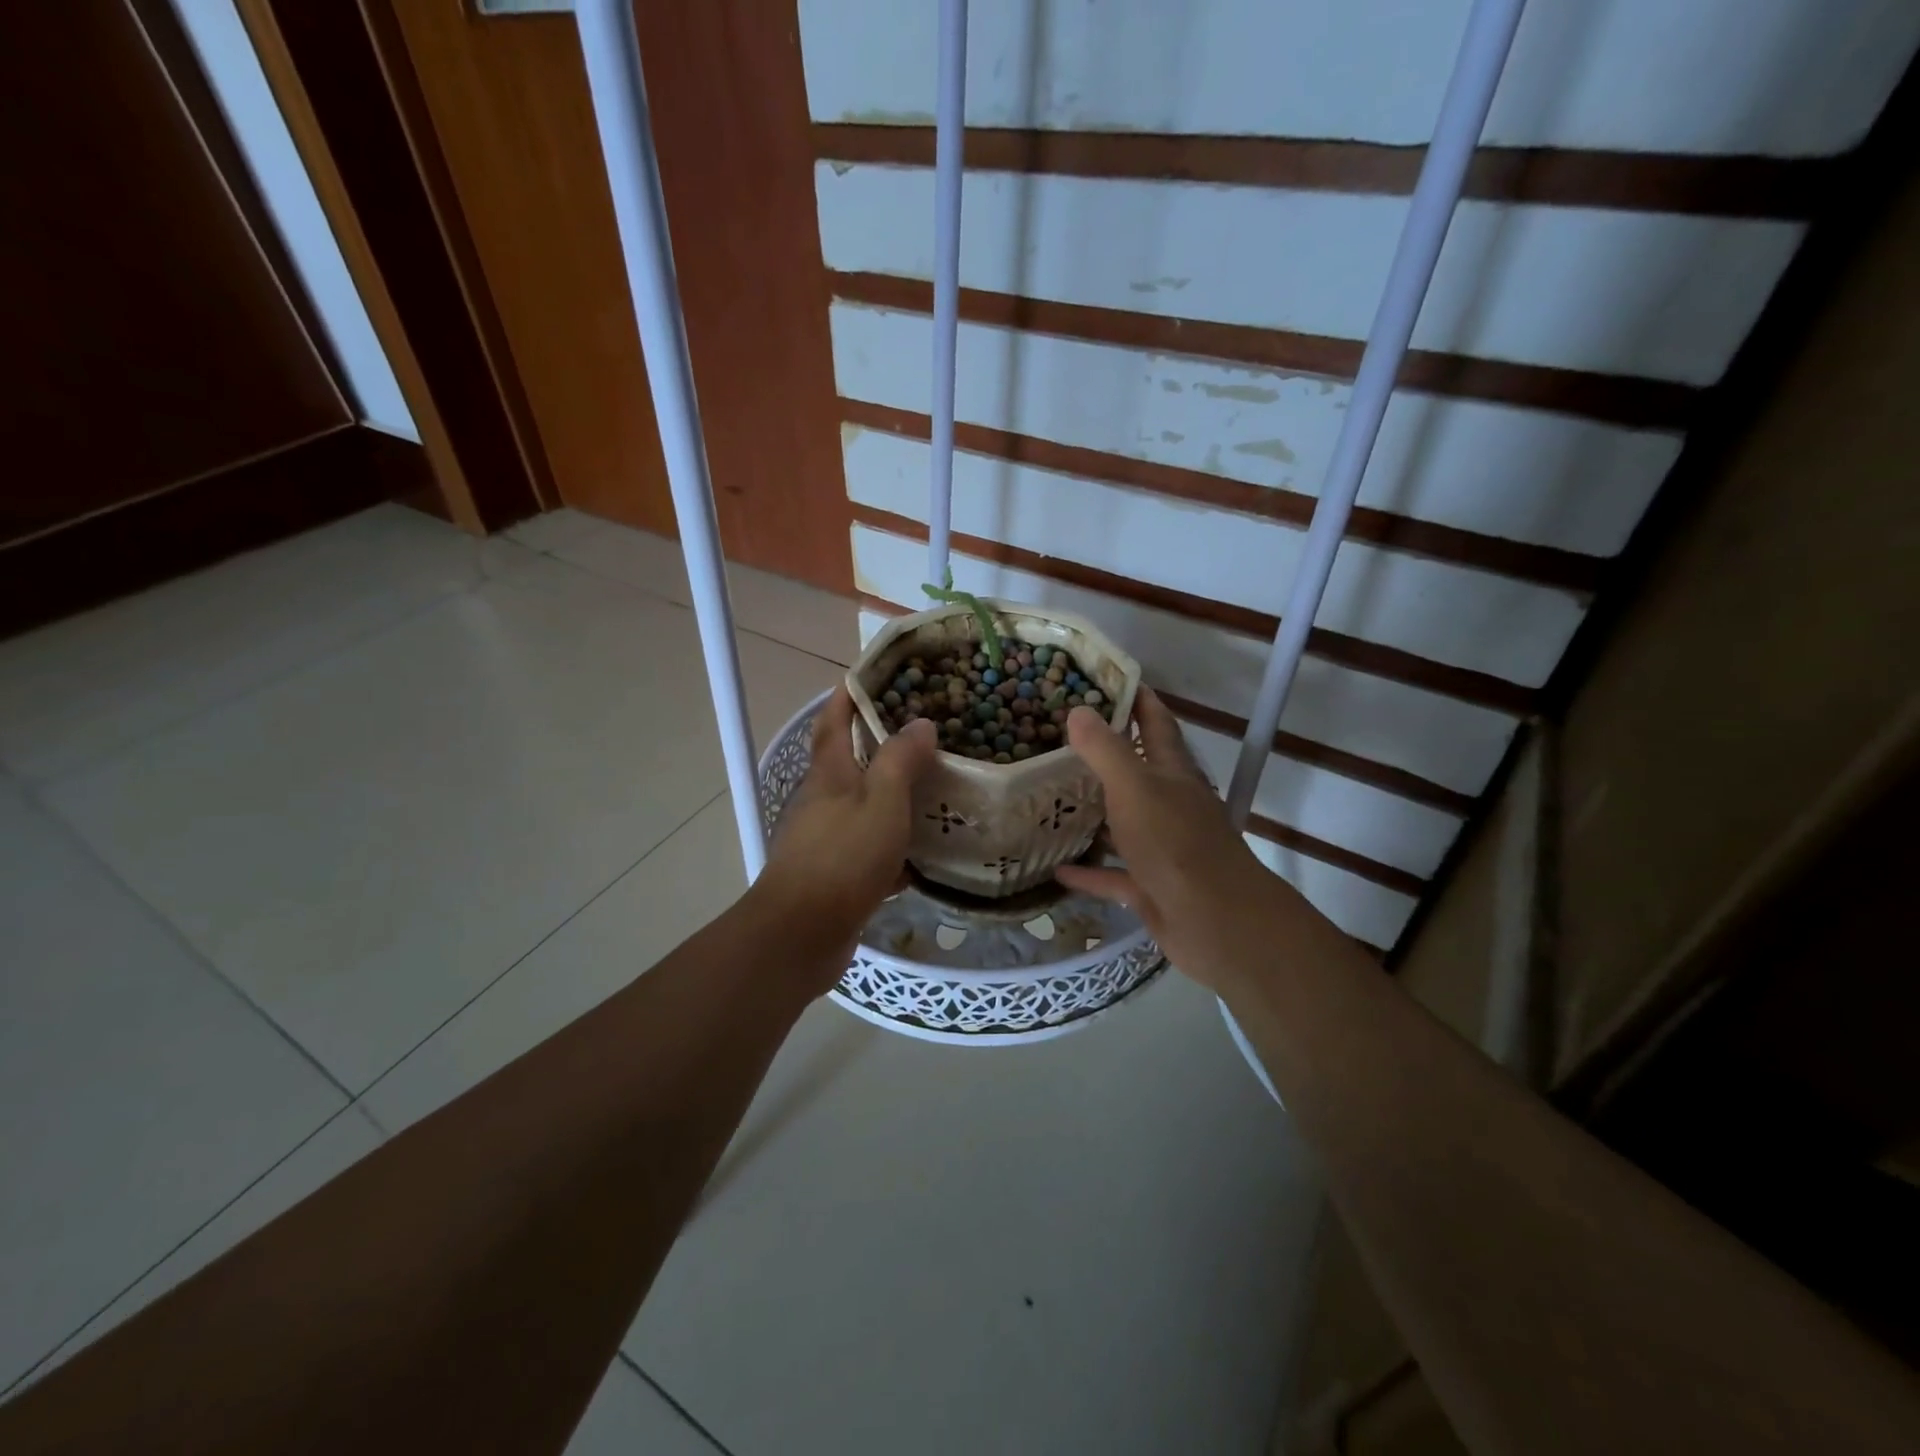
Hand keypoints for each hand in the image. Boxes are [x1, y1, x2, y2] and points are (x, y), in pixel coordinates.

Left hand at [756, 688, 936, 961]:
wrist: (802, 932)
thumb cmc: (844, 856)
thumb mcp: (882, 801)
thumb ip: (900, 760)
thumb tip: (920, 723)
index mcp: (830, 775)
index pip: (834, 723)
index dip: (846, 697)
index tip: (867, 676)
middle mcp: (823, 801)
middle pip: (849, 763)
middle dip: (878, 745)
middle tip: (923, 733)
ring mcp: (826, 839)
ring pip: (864, 807)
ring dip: (891, 796)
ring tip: (933, 788)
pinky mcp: (835, 875)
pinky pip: (870, 849)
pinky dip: (894, 845)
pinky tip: (923, 853)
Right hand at [1055, 687, 1292, 990]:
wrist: (1215, 921)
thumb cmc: (1175, 844)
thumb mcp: (1135, 788)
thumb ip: (1106, 750)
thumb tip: (1079, 710)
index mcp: (1173, 774)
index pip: (1157, 724)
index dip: (1138, 699)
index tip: (1108, 679)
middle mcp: (1170, 805)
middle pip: (1138, 771)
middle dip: (1107, 753)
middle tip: (1060, 737)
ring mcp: (1162, 848)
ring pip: (1124, 823)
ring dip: (1095, 812)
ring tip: (1052, 797)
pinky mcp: (1151, 887)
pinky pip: (1113, 874)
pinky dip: (1089, 871)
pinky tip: (1057, 868)